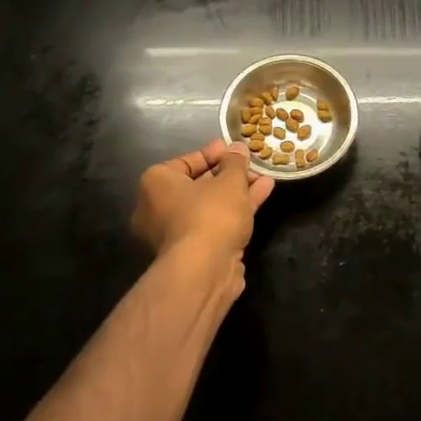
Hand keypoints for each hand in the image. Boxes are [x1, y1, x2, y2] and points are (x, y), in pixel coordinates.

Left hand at [132, 141, 273, 282]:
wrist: (204, 271)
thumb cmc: (210, 214)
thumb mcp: (229, 180)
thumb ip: (235, 162)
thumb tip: (237, 149)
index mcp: (156, 184)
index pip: (185, 162)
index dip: (214, 154)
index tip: (234, 150)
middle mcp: (158, 208)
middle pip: (198, 185)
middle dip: (228, 174)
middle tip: (250, 165)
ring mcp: (176, 233)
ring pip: (210, 205)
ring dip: (237, 191)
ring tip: (264, 177)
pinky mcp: (194, 252)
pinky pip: (216, 222)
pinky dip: (236, 209)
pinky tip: (262, 194)